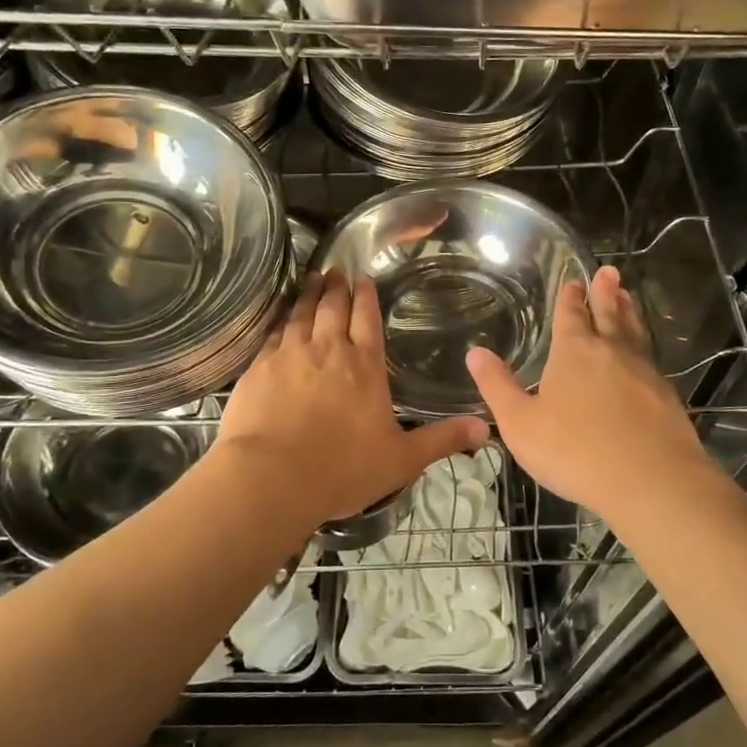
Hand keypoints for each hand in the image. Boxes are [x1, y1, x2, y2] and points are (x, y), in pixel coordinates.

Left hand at [217, 270, 489, 527]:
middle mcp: (328, 350)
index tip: (363, 278)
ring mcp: (290, 355)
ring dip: (309, 294)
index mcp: (365, 366)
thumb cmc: (343, 469)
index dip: (366, 296)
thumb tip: (486, 429)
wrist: (272, 477)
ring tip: (313, 279)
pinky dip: (279, 319)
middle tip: (336, 269)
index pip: (368, 319)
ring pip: (301, 314)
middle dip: (337, 287)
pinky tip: (280, 317)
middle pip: (333, 308)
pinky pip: (272, 334)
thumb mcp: (402, 459)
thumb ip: (442, 440)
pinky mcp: (259, 368)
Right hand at [466, 265, 712, 524]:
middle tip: (609, 271)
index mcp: (574, 352)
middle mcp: (611, 352)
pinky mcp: (666, 396)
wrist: (651, 482)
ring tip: (627, 298)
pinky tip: (643, 357)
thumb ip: (497, 386)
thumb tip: (475, 352)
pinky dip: (643, 347)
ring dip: (628, 313)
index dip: (570, 297)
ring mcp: (644, 372)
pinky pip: (650, 360)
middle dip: (606, 292)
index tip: (574, 280)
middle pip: (609, 314)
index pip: (571, 315)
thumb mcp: (521, 423)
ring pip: (634, 333)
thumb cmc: (575, 451)